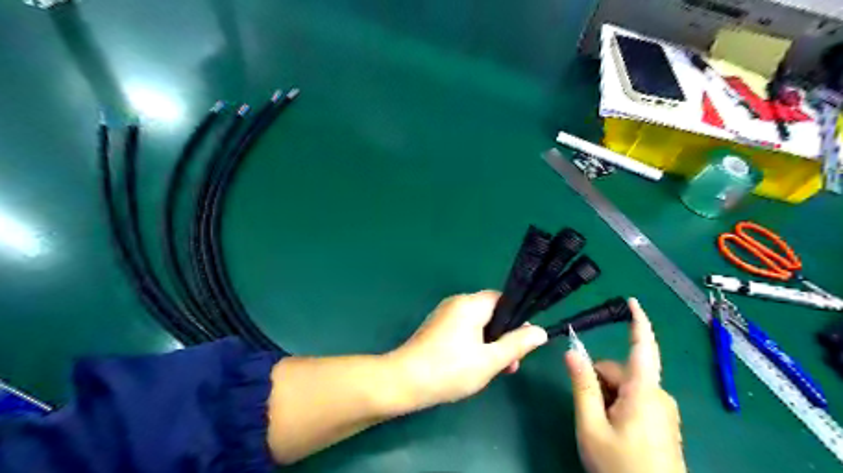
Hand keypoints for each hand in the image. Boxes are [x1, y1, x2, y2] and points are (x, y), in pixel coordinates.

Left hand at [391, 288, 549, 410]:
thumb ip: (517, 344)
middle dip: (504, 337)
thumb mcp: (490, 360)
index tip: (524, 342)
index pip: (502, 299)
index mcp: (470, 304)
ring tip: (495, 370)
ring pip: (477, 324)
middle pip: (490, 313)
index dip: (517, 318)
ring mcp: (444, 315)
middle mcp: (456, 303)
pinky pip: (463, 330)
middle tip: (511, 364)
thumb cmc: (450, 369)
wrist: (404, 381)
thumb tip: (540, 331)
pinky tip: (475, 366)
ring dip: (490, 344)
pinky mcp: (436, 328)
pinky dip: (474, 344)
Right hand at [566, 299, 682, 472]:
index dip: (638, 322)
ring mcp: (663, 410)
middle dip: (599, 381)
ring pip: (626, 386)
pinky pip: (636, 399)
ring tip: (600, 425)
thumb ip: (582, 386)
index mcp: (644, 392)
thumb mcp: (591, 427)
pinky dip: (618, 404)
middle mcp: (658, 395)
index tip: (632, 301)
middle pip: (621, 371)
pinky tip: (613, 429)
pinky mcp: (664, 421)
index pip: (643, 347)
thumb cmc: (620, 468)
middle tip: (588, 410)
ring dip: (607, 395)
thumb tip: (572, 351)